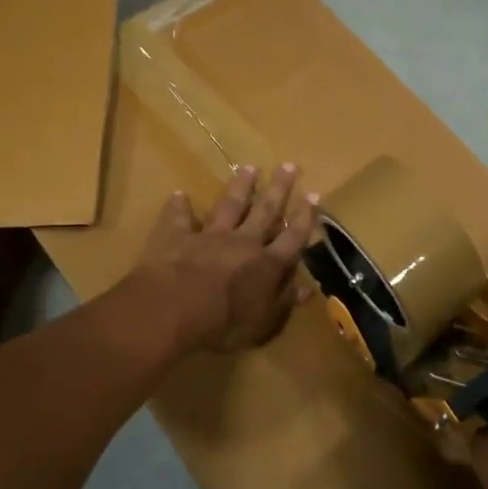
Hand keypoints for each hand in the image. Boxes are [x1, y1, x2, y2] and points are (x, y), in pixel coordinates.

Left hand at [140, 163, 318, 352]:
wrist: (174, 307)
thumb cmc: (223, 323)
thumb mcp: (262, 323)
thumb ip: (283, 303)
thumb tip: (306, 289)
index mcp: (267, 264)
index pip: (292, 237)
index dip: (305, 217)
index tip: (313, 194)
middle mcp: (243, 242)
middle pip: (265, 211)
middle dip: (279, 189)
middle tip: (289, 165)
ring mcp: (209, 235)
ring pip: (229, 205)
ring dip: (240, 187)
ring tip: (249, 168)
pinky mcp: (178, 235)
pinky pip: (179, 217)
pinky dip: (180, 206)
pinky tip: (180, 194)